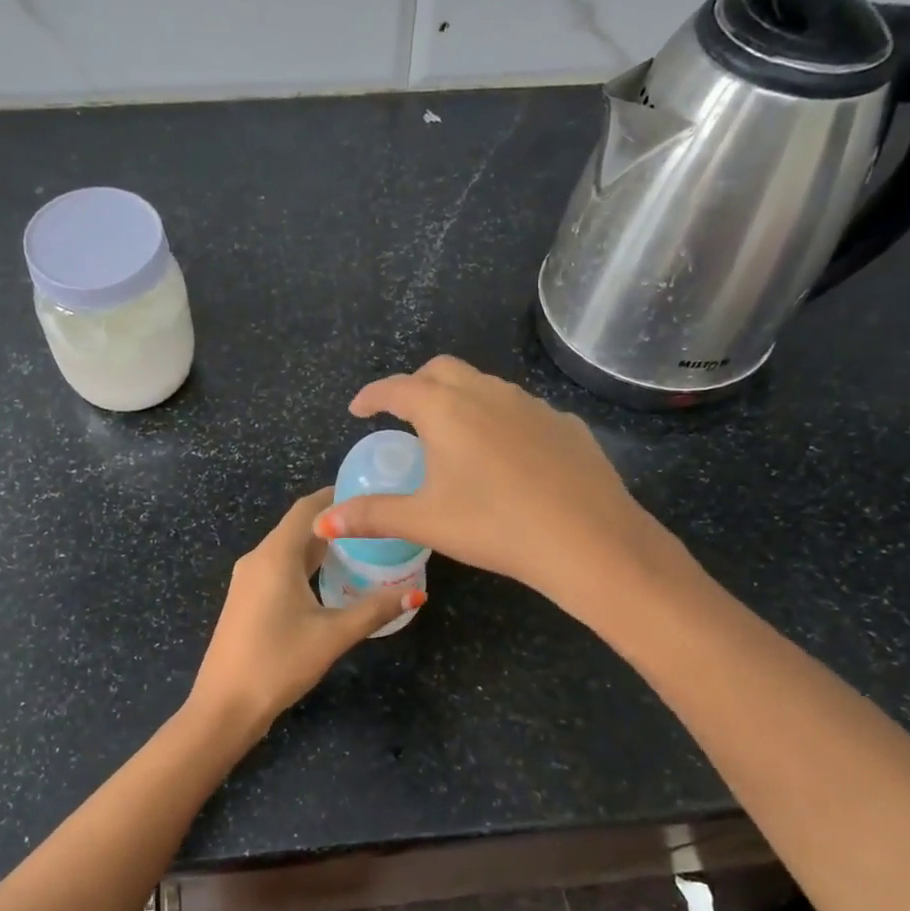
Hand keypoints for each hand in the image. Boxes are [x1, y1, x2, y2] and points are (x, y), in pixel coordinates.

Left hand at [190, 489, 422, 736]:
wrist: (225, 704)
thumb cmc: (278, 662)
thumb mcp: (333, 635)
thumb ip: (375, 610)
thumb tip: (417, 592)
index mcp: (275, 556)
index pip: (307, 508)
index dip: (336, 495)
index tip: (370, 492)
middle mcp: (257, 558)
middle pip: (298, 527)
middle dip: (334, 521)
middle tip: (375, 523)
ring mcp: (248, 579)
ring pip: (288, 549)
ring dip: (320, 545)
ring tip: (361, 546)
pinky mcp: (246, 598)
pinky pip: (279, 567)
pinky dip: (305, 564)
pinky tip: (330, 578)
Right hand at [314, 356, 687, 612]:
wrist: (588, 539)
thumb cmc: (494, 525)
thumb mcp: (425, 521)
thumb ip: (371, 515)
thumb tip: (321, 521)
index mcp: (446, 409)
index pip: (397, 388)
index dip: (372, 396)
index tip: (358, 409)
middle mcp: (487, 393)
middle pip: (442, 371)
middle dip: (416, 386)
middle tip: (404, 416)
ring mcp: (531, 405)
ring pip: (485, 387)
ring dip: (461, 400)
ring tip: (453, 437)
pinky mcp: (565, 424)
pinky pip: (521, 411)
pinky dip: (500, 421)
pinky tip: (506, 457)